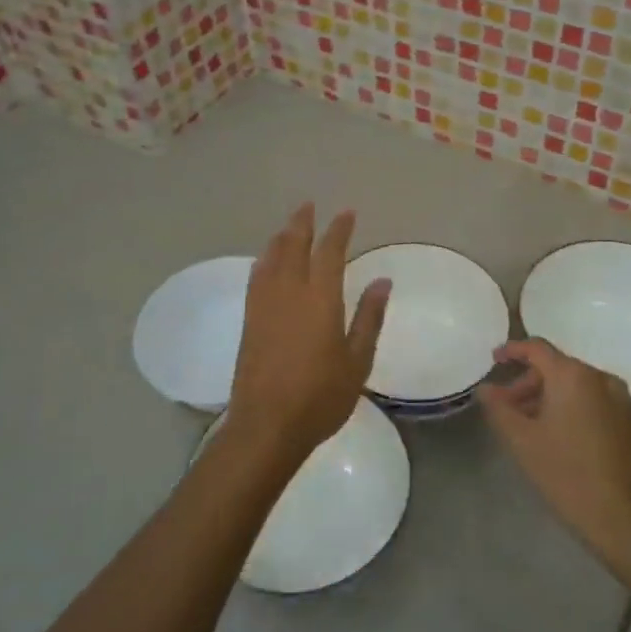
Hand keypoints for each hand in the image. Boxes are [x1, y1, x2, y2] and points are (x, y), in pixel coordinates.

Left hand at [226, 204, 389, 468]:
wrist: (267, 425)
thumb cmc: (321, 396)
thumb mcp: (357, 360)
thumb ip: (369, 317)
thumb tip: (381, 281)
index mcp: (320, 299)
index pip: (330, 252)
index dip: (338, 230)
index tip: (346, 213)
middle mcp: (289, 292)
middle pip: (293, 246)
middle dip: (302, 223)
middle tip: (308, 206)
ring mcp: (264, 305)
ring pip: (271, 258)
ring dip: (281, 237)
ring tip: (289, 226)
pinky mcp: (249, 321)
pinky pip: (256, 278)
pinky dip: (264, 261)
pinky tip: (265, 262)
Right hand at [479, 339, 630, 567]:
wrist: (627, 519)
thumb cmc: (567, 474)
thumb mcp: (522, 442)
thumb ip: (499, 409)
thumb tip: (485, 389)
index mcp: (573, 375)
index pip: (537, 348)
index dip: (512, 351)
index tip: (494, 360)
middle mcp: (601, 378)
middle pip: (557, 367)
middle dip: (528, 383)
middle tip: (506, 407)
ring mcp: (621, 400)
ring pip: (576, 387)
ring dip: (549, 398)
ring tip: (529, 426)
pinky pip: (593, 402)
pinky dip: (571, 408)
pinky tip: (558, 437)